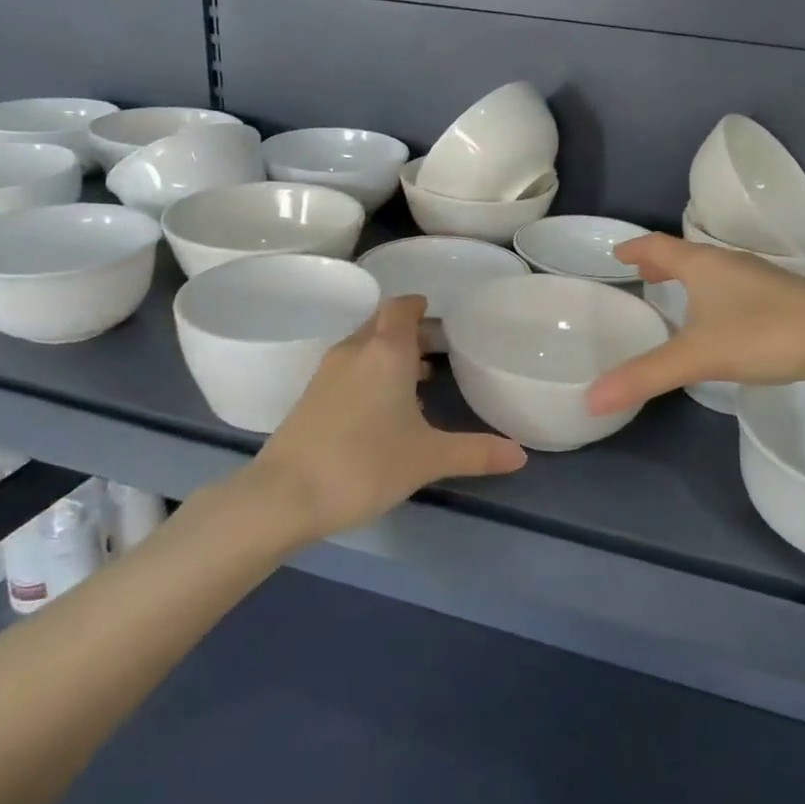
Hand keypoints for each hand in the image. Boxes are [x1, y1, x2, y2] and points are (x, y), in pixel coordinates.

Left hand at [252, 296, 525, 539]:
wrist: (283, 496)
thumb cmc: (364, 464)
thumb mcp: (428, 458)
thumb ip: (476, 452)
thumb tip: (520, 455)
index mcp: (386, 351)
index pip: (403, 307)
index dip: (422, 307)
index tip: (445, 321)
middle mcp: (355, 350)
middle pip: (385, 324)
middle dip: (413, 332)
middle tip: (443, 352)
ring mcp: (327, 373)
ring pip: (365, 347)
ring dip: (391, 355)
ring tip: (421, 382)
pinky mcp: (310, 396)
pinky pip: (349, 369)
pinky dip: (370, 374)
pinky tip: (385, 412)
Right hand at [585, 234, 804, 414]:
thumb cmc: (761, 335)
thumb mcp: (696, 358)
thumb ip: (644, 376)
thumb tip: (591, 398)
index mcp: (704, 265)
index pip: (659, 246)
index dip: (636, 249)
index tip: (617, 252)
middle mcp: (731, 262)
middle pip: (687, 254)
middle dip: (662, 262)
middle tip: (642, 273)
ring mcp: (762, 277)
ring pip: (716, 269)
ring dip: (691, 277)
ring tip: (678, 293)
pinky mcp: (785, 295)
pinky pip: (737, 285)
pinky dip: (717, 292)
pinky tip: (724, 317)